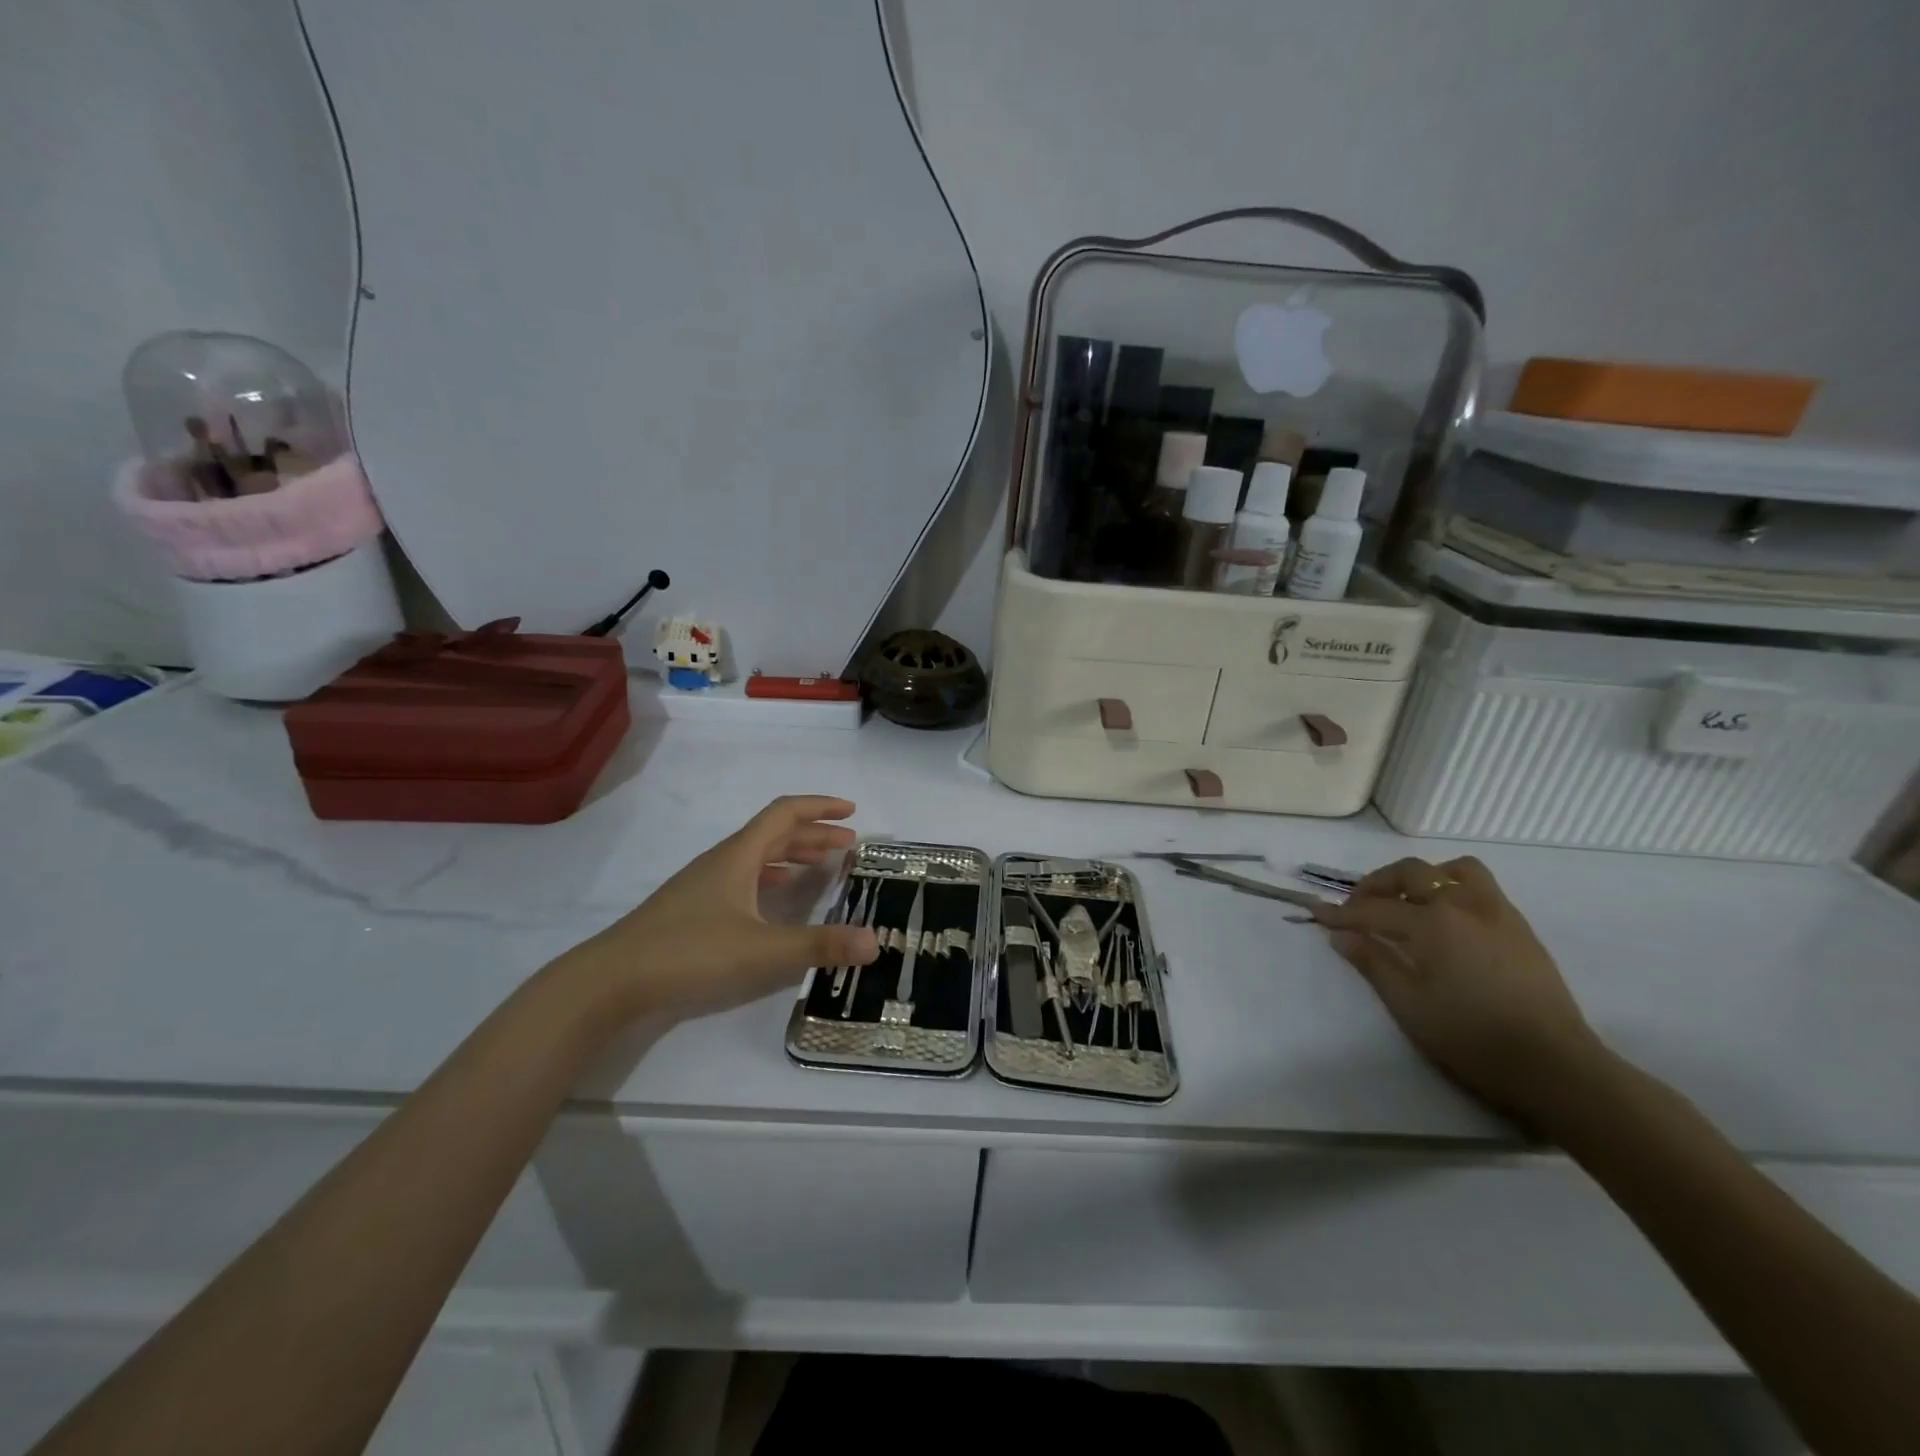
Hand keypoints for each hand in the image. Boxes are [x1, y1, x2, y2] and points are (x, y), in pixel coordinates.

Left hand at [570, 795, 879, 1021]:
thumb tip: (876, 942)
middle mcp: (723, 861)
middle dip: (814, 834)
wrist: (611, 980)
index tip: (853, 812)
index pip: (786, 813)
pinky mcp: (694, 909)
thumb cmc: (689, 953)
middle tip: (849, 844)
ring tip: (822, 868)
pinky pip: (744, 879)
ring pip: (758, 857)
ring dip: (793, 855)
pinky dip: (771, 879)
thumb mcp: (762, 951)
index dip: (821, 807)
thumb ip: (820, 946)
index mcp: (739, 856)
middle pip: (774, 833)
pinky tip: (778, 900)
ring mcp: (705, 885)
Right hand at [1312, 855, 1604, 1122]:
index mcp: (1432, 924)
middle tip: (1359, 906)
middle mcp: (1463, 906)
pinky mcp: (1521, 929)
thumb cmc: (1472, 1038)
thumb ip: (1373, 963)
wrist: (1556, 1066)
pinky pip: (1482, 889)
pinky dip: (1455, 890)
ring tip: (1409, 902)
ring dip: (1425, 877)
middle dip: (1377, 884)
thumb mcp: (1409, 1005)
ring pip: (1455, 871)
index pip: (1373, 910)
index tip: (1316, 913)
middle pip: (1411, 873)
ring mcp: (1497, 914)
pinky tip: (1448, 922)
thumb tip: (1342, 936)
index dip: (1340, 913)